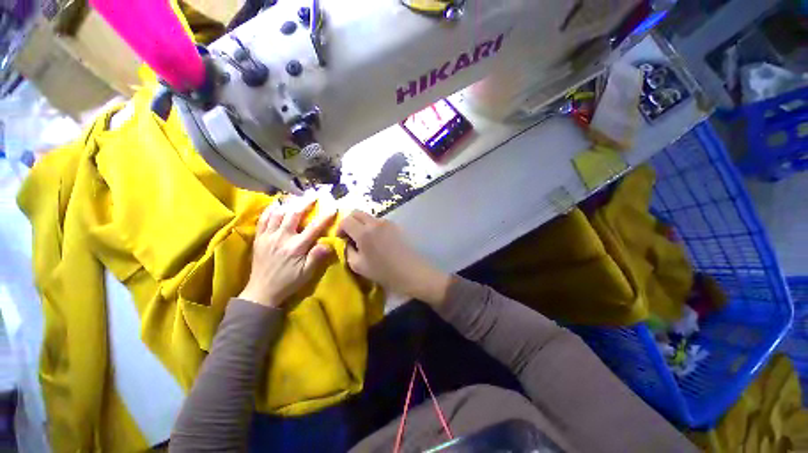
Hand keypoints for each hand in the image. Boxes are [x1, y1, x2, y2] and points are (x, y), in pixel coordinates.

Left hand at [239, 198, 335, 307]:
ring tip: (296, 197)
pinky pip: (263, 219)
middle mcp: (281, 237)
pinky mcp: (259, 238)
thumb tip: (328, 243)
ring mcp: (268, 236)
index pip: (314, 228)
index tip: (333, 208)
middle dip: (305, 203)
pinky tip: (276, 205)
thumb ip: (317, 257)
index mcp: (296, 247)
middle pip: (294, 214)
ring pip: (278, 214)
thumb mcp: (307, 273)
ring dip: (288, 203)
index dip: (324, 217)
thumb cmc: (288, 282)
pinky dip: (270, 210)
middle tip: (313, 195)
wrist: (262, 291)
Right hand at [338, 210, 450, 305]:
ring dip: (362, 224)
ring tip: (365, 240)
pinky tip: (377, 240)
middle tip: (350, 236)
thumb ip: (347, 251)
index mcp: (364, 232)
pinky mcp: (396, 226)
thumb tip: (346, 243)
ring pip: (369, 217)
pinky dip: (373, 227)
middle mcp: (375, 223)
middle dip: (350, 222)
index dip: (340, 228)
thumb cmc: (384, 272)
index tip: (341, 239)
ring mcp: (387, 222)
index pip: (346, 220)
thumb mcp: (358, 266)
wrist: (411, 271)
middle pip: (357, 213)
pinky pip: (379, 222)